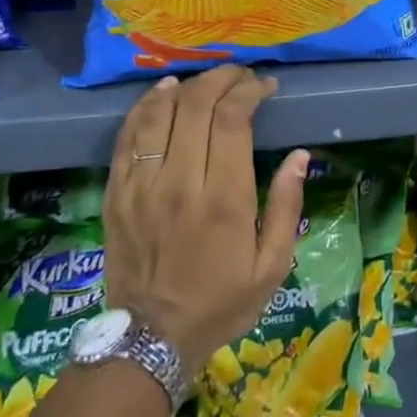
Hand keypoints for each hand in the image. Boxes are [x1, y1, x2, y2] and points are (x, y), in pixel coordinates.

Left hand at [102, 66, 306, 379]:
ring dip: (183, 87)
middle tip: (240, 76)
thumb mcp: (273, 265)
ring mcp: (141, 187)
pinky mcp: (115, 194)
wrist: (150, 340)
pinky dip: (144, 108)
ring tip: (203, 80)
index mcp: (223, 199)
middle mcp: (179, 183)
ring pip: (158, 113)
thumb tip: (301, 157)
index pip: (232, 120)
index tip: (265, 86)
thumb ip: (287, 207)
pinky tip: (161, 94)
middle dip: (221, 79)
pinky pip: (127, 138)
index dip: (249, 91)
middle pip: (195, 106)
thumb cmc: (221, 302)